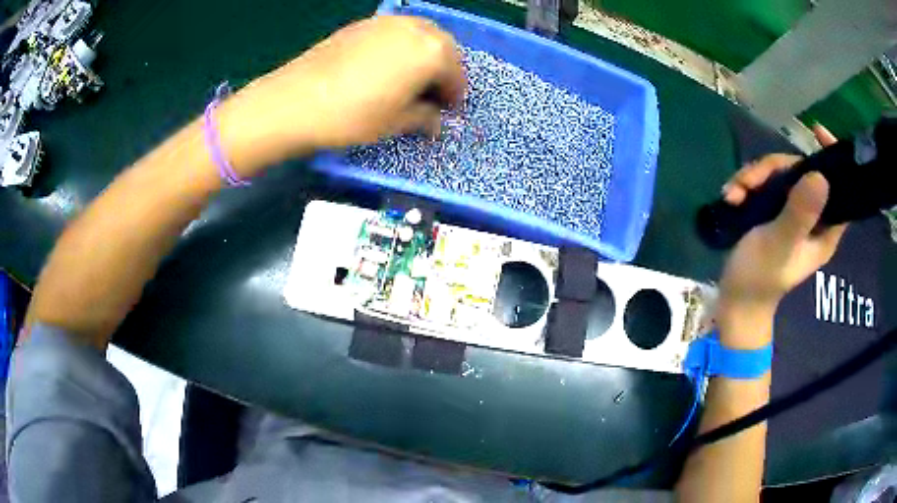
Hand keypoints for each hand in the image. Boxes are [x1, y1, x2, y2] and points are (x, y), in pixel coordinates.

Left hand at [218, 16, 465, 174]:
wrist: (295, 100)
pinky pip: (394, 32)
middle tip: (432, 94)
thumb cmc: (352, 116)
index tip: (447, 111)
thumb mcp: (396, 123)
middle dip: (443, 70)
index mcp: (432, 52)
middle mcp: (415, 28)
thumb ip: (425, 118)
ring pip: (419, 35)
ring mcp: (386, 22)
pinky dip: (400, 47)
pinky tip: (385, 66)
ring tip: (410, 79)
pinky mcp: (362, 23)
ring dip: (423, 55)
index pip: (456, 74)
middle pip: (443, 47)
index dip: (454, 95)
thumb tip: (436, 120)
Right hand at [717, 125, 845, 339]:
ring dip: (752, 178)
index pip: (838, 189)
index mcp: (824, 229)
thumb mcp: (779, 245)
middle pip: (800, 172)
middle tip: (748, 181)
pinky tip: (731, 196)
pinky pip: (763, 183)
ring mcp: (791, 212)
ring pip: (779, 174)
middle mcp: (812, 216)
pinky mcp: (773, 211)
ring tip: (733, 194)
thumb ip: (799, 214)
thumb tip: (820, 176)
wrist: (734, 300)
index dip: (833, 159)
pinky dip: (745, 185)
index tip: (817, 132)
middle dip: (772, 170)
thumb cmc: (759, 278)